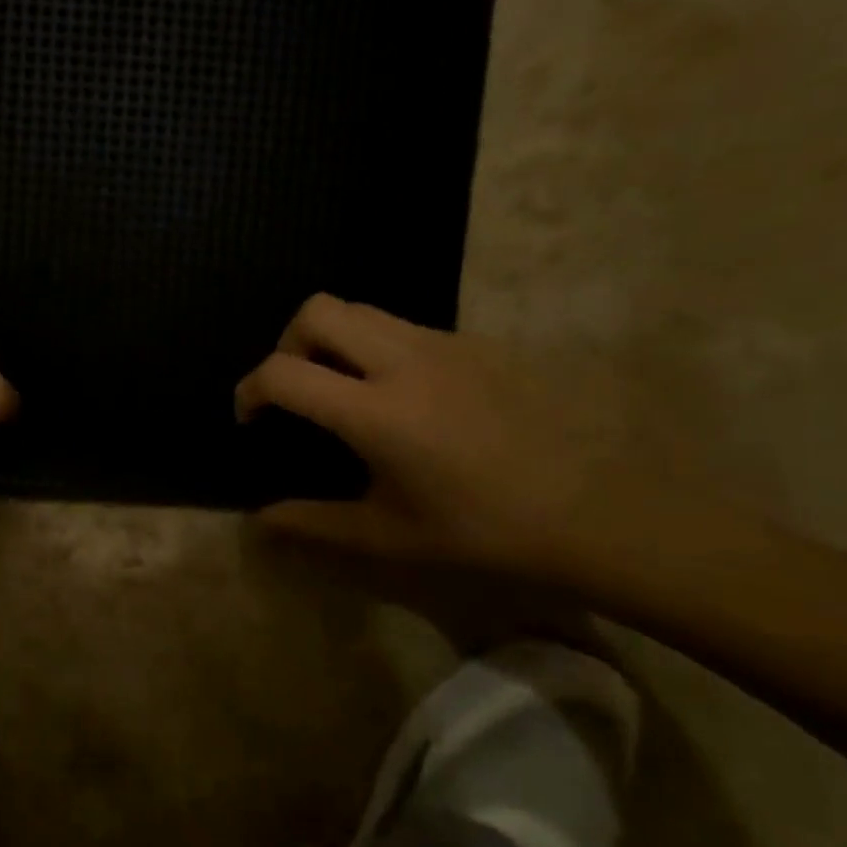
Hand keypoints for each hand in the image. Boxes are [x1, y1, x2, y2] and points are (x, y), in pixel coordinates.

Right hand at [236, 294, 633, 579]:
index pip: (285, 373)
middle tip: (296, 390)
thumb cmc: (485, 530)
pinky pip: (407, 327)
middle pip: (318, 311)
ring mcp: (445, 344)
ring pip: (363, 311)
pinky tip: (406, 399)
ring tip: (344, 391)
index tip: (251, 418)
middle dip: (287, 343)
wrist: (596, 510)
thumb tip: (261, 520)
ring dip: (334, 340)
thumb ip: (315, 522)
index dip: (250, 390)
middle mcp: (404, 360)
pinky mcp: (478, 343)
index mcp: (376, 411)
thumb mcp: (390, 536)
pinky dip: (379, 349)